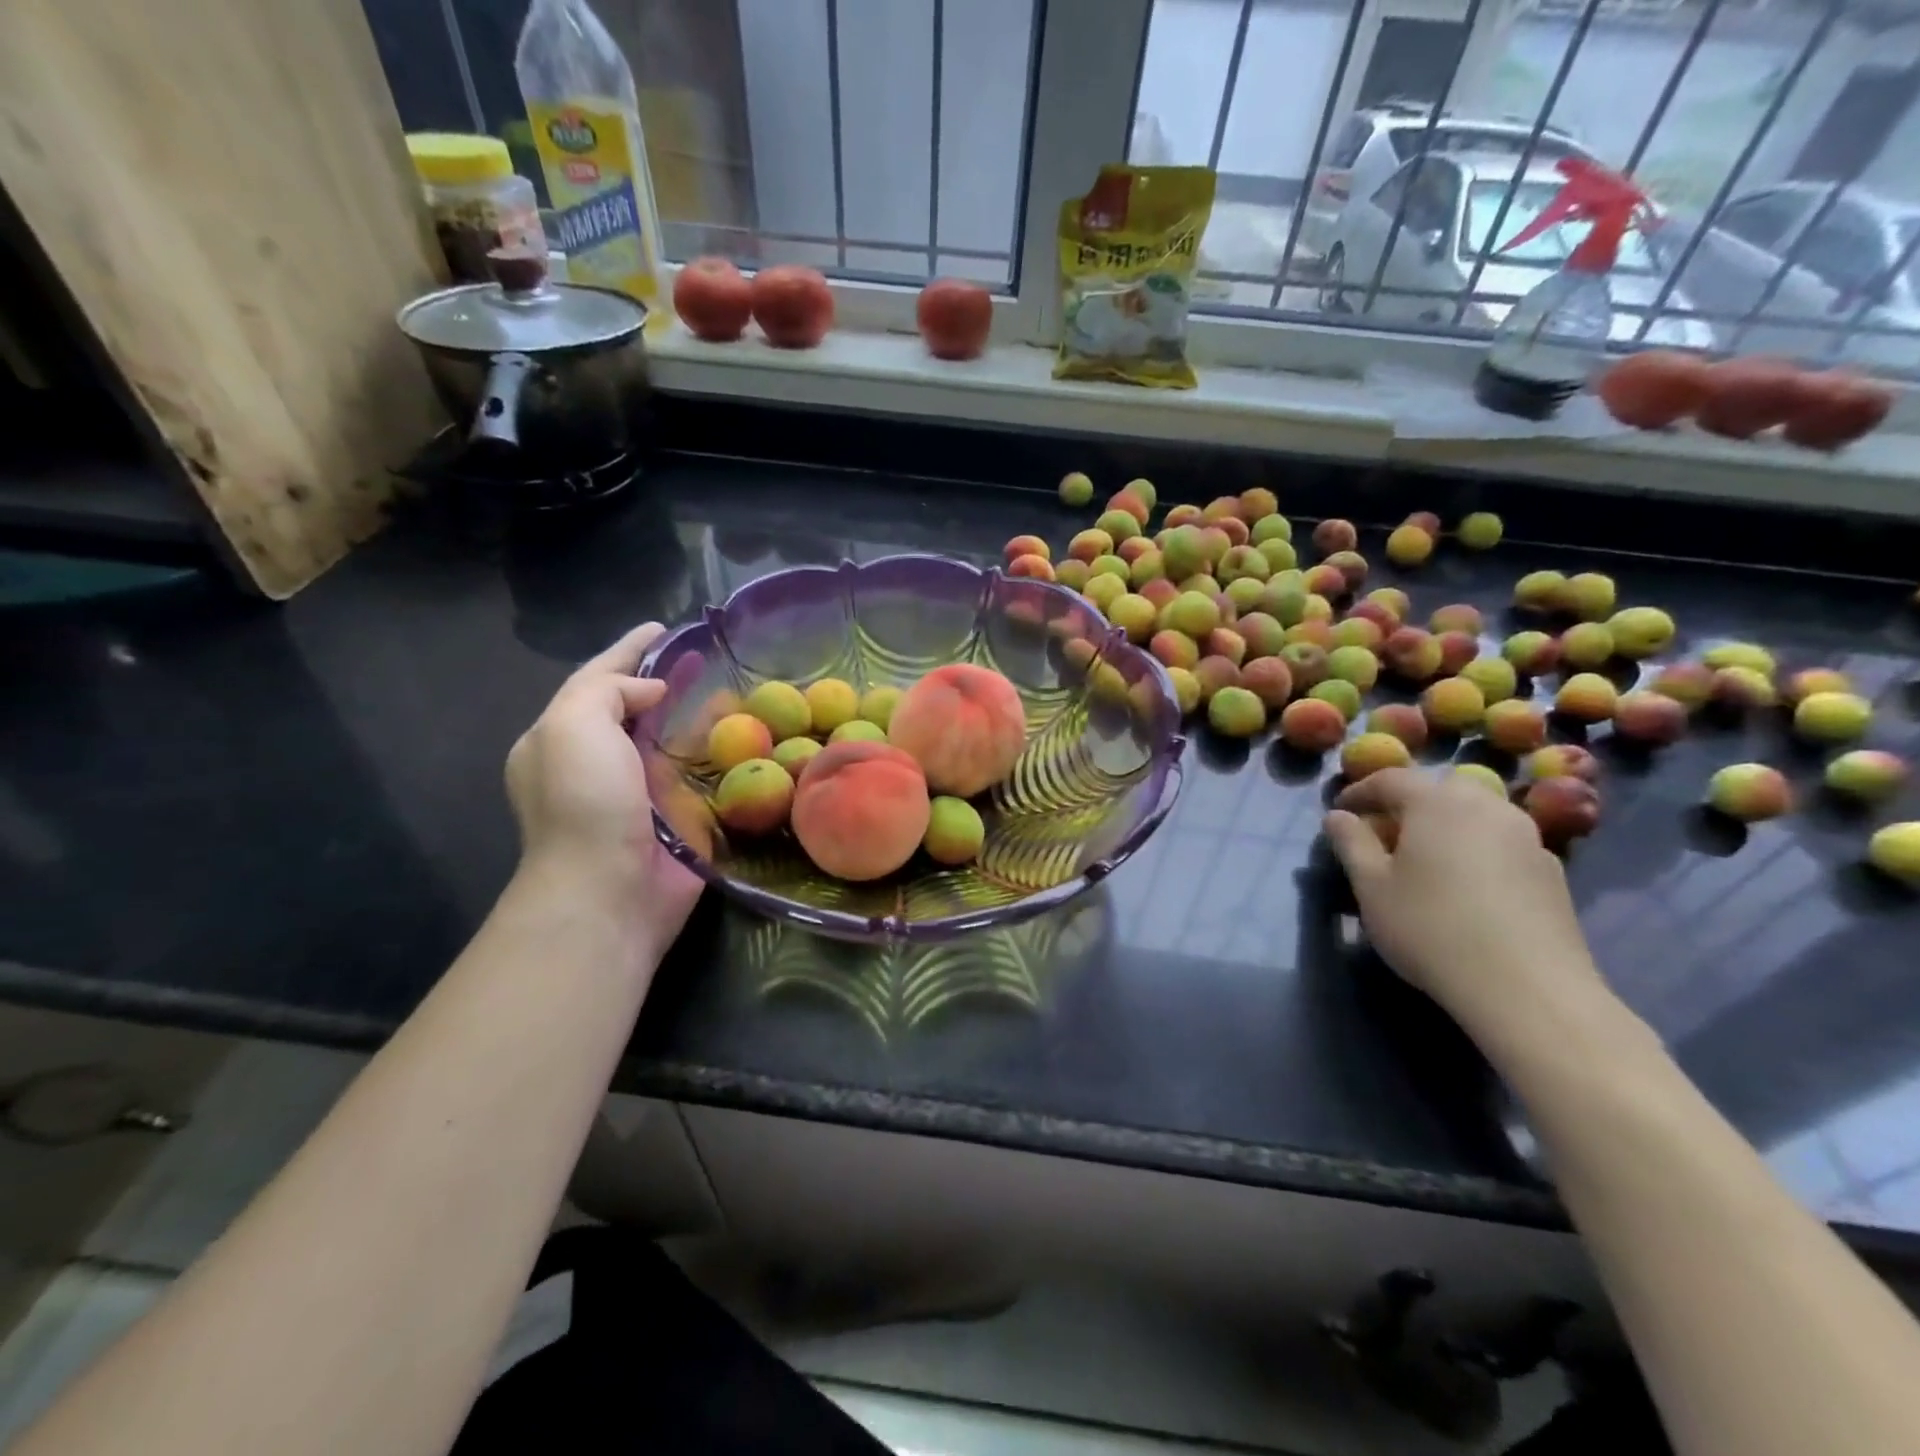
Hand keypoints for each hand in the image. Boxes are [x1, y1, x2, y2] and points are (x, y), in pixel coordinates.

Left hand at [505, 624, 701, 947]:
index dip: (628, 650)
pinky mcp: (677, 815)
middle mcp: (599, 761)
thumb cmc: (584, 802)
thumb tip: (652, 691)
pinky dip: (717, 747)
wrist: (609, 890)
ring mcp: (640, 790)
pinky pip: (699, 769)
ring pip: (670, 736)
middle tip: (703, 652)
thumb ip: (606, 691)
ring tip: (730, 682)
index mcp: (561, 739)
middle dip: (664, 676)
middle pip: (635, 705)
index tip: (662, 627)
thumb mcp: (573, 726)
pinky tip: (744, 731)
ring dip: (695, 709)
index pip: (597, 680)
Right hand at [1323, 769, 1615, 1044]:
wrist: (1528, 989)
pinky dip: (1477, 851)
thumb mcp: (1371, 886)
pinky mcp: (1552, 871)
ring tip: (1427, 862)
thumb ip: (1351, 843)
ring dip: (1446, 827)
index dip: (1360, 792)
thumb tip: (1338, 816)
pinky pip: (1502, 844)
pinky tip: (1467, 889)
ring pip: (1476, 815)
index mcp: (1436, 802)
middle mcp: (1486, 806)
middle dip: (1408, 805)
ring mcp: (1527, 837)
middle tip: (1386, 836)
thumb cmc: (1430, 928)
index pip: (1390, 779)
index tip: (1341, 812)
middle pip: (1439, 790)